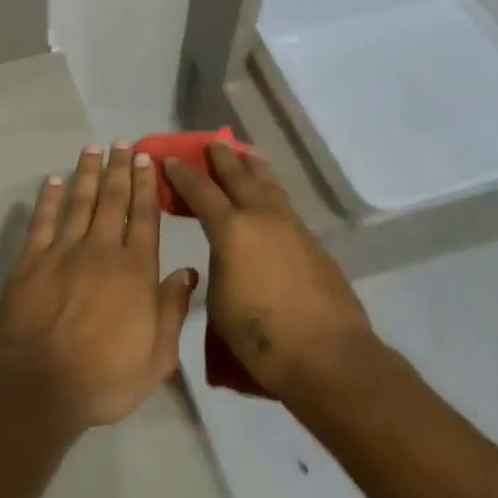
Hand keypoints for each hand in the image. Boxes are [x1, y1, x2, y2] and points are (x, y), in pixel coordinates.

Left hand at [0, 144, 197, 433]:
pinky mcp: (31, 261)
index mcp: (135, 271)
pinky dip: (48, 198)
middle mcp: (101, 251)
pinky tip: (53, 180)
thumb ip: (172, 311)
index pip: (144, 218)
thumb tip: (188, 272)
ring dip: (87, 173)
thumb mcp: (157, 357)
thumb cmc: (105, 378)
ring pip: (79, 202)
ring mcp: (63, 252)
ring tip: (92, 148)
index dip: (146, 186)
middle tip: (122, 143)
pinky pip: (42, 221)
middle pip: (112, 201)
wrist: (39, 385)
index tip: (147, 159)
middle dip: (119, 169)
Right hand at [163, 144, 373, 400]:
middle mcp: (262, 218)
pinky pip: (285, 206)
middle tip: (214, 141)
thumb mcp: (219, 302)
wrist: (328, 356)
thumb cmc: (260, 336)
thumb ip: (219, 267)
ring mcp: (292, 228)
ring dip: (254, 168)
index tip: (170, 159)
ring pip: (269, 186)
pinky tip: (270, 198)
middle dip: (224, 158)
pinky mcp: (313, 244)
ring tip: (247, 154)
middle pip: (240, 177)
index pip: (201, 191)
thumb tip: (226, 256)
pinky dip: (271, 192)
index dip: (183, 174)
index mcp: (232, 230)